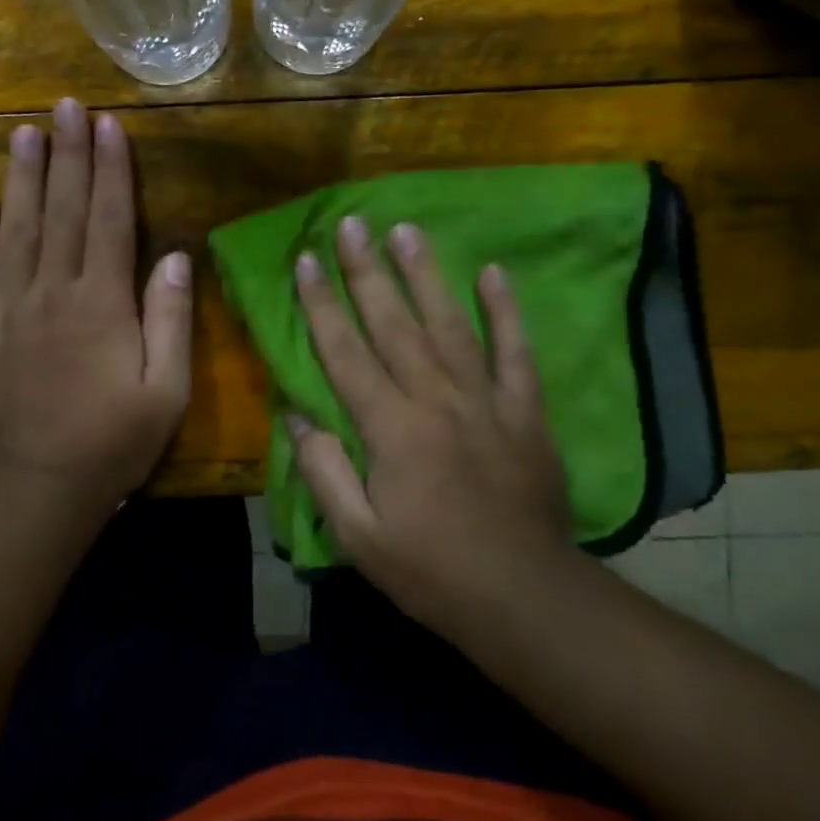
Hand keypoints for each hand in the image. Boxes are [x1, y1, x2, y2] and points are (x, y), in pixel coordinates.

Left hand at [0, 98, 192, 523]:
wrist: (36, 487)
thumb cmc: (112, 441)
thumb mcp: (165, 390)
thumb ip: (169, 319)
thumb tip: (172, 255)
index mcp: (102, 303)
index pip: (107, 220)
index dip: (110, 170)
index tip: (107, 125)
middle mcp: (53, 291)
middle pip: (61, 210)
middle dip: (67, 154)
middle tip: (65, 105)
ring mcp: (8, 307)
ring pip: (15, 228)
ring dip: (21, 177)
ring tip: (24, 132)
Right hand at [291, 216, 580, 635]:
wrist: (524, 597)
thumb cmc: (431, 571)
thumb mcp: (359, 538)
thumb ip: (323, 473)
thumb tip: (295, 415)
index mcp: (391, 429)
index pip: (345, 353)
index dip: (321, 304)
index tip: (304, 261)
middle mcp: (435, 400)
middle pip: (394, 324)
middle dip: (367, 271)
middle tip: (351, 223)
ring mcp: (485, 400)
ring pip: (449, 324)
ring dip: (425, 275)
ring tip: (406, 231)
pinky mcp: (524, 410)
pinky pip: (515, 351)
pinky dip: (506, 311)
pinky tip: (493, 272)